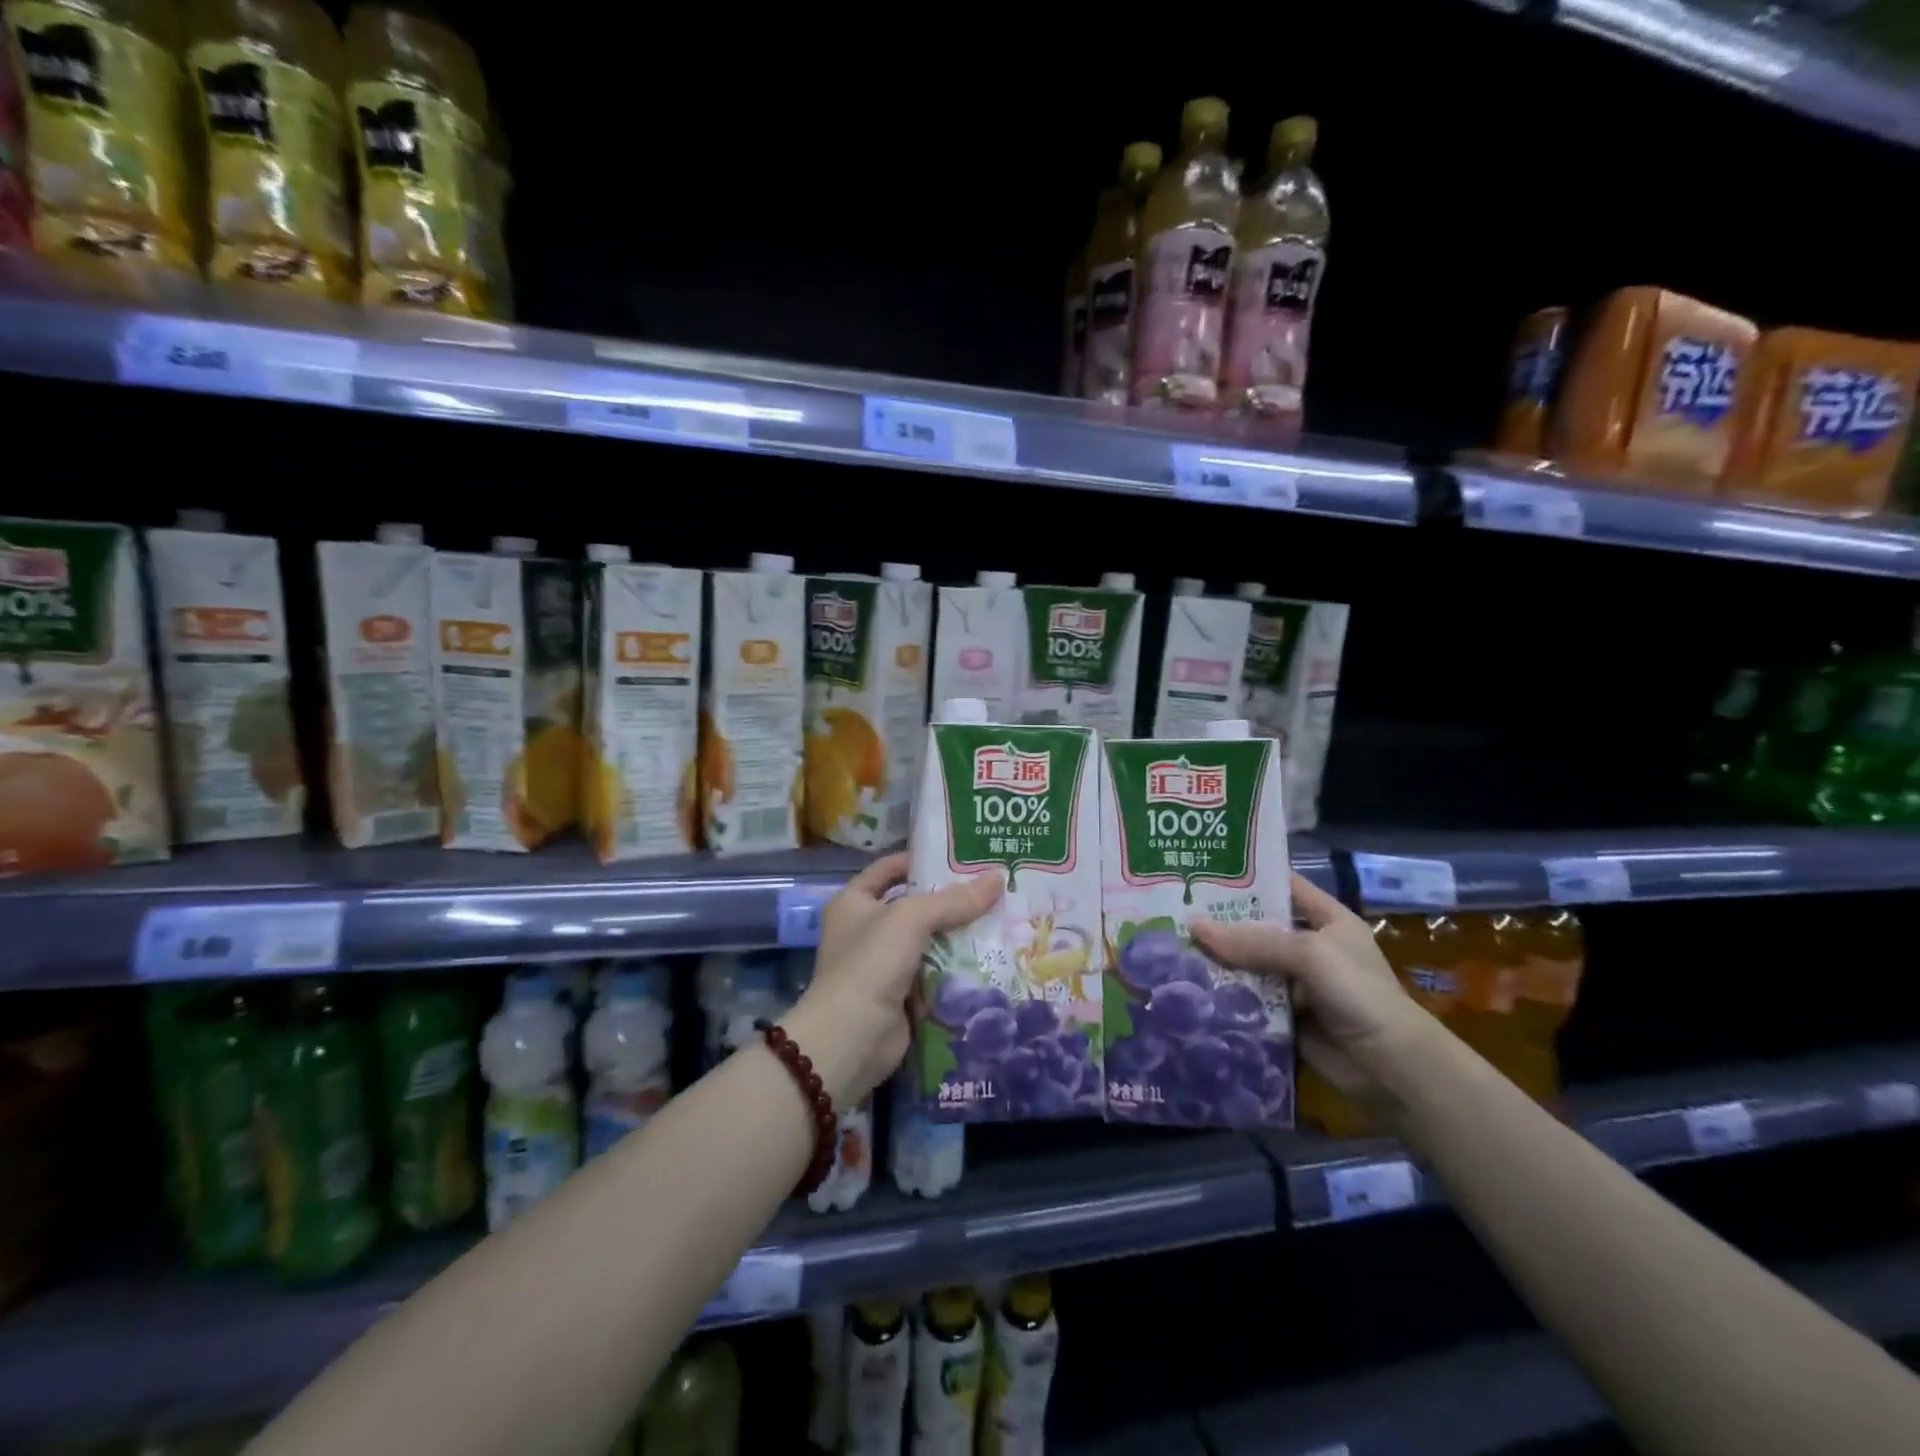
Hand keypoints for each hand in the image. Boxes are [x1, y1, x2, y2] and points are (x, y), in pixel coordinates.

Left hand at [783, 853, 1001, 1107]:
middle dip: (951, 901)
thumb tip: (998, 878)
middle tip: (994, 888)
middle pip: (916, 906)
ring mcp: (884, 965)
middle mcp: (866, 930)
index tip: (962, 857)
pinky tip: (992, 956)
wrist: (851, 1038)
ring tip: (1003, 918)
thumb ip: (953, 900)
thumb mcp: (911, 919)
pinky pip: (936, 974)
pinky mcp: (902, 996)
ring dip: (960, 936)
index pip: (890, 869)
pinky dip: (958, 969)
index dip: (921, 860)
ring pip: (930, 941)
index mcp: (854, 902)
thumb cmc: (870, 963)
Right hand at [1190, 873, 1433, 1099]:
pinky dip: (1224, 995)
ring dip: (1217, 960)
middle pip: (1257, 926)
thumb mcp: (1309, 954)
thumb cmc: (1358, 993)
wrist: (1392, 1068)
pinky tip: (1189, 986)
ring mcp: (1296, 983)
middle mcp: (1310, 946)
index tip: (1201, 867)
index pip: (1282, 885)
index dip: (1246, 875)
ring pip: (1248, 963)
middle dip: (1220, 921)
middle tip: (1171, 908)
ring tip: (1170, 945)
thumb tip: (1193, 926)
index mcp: (1326, 919)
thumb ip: (1253, 941)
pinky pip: (1248, 999)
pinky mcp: (1284, 1016)